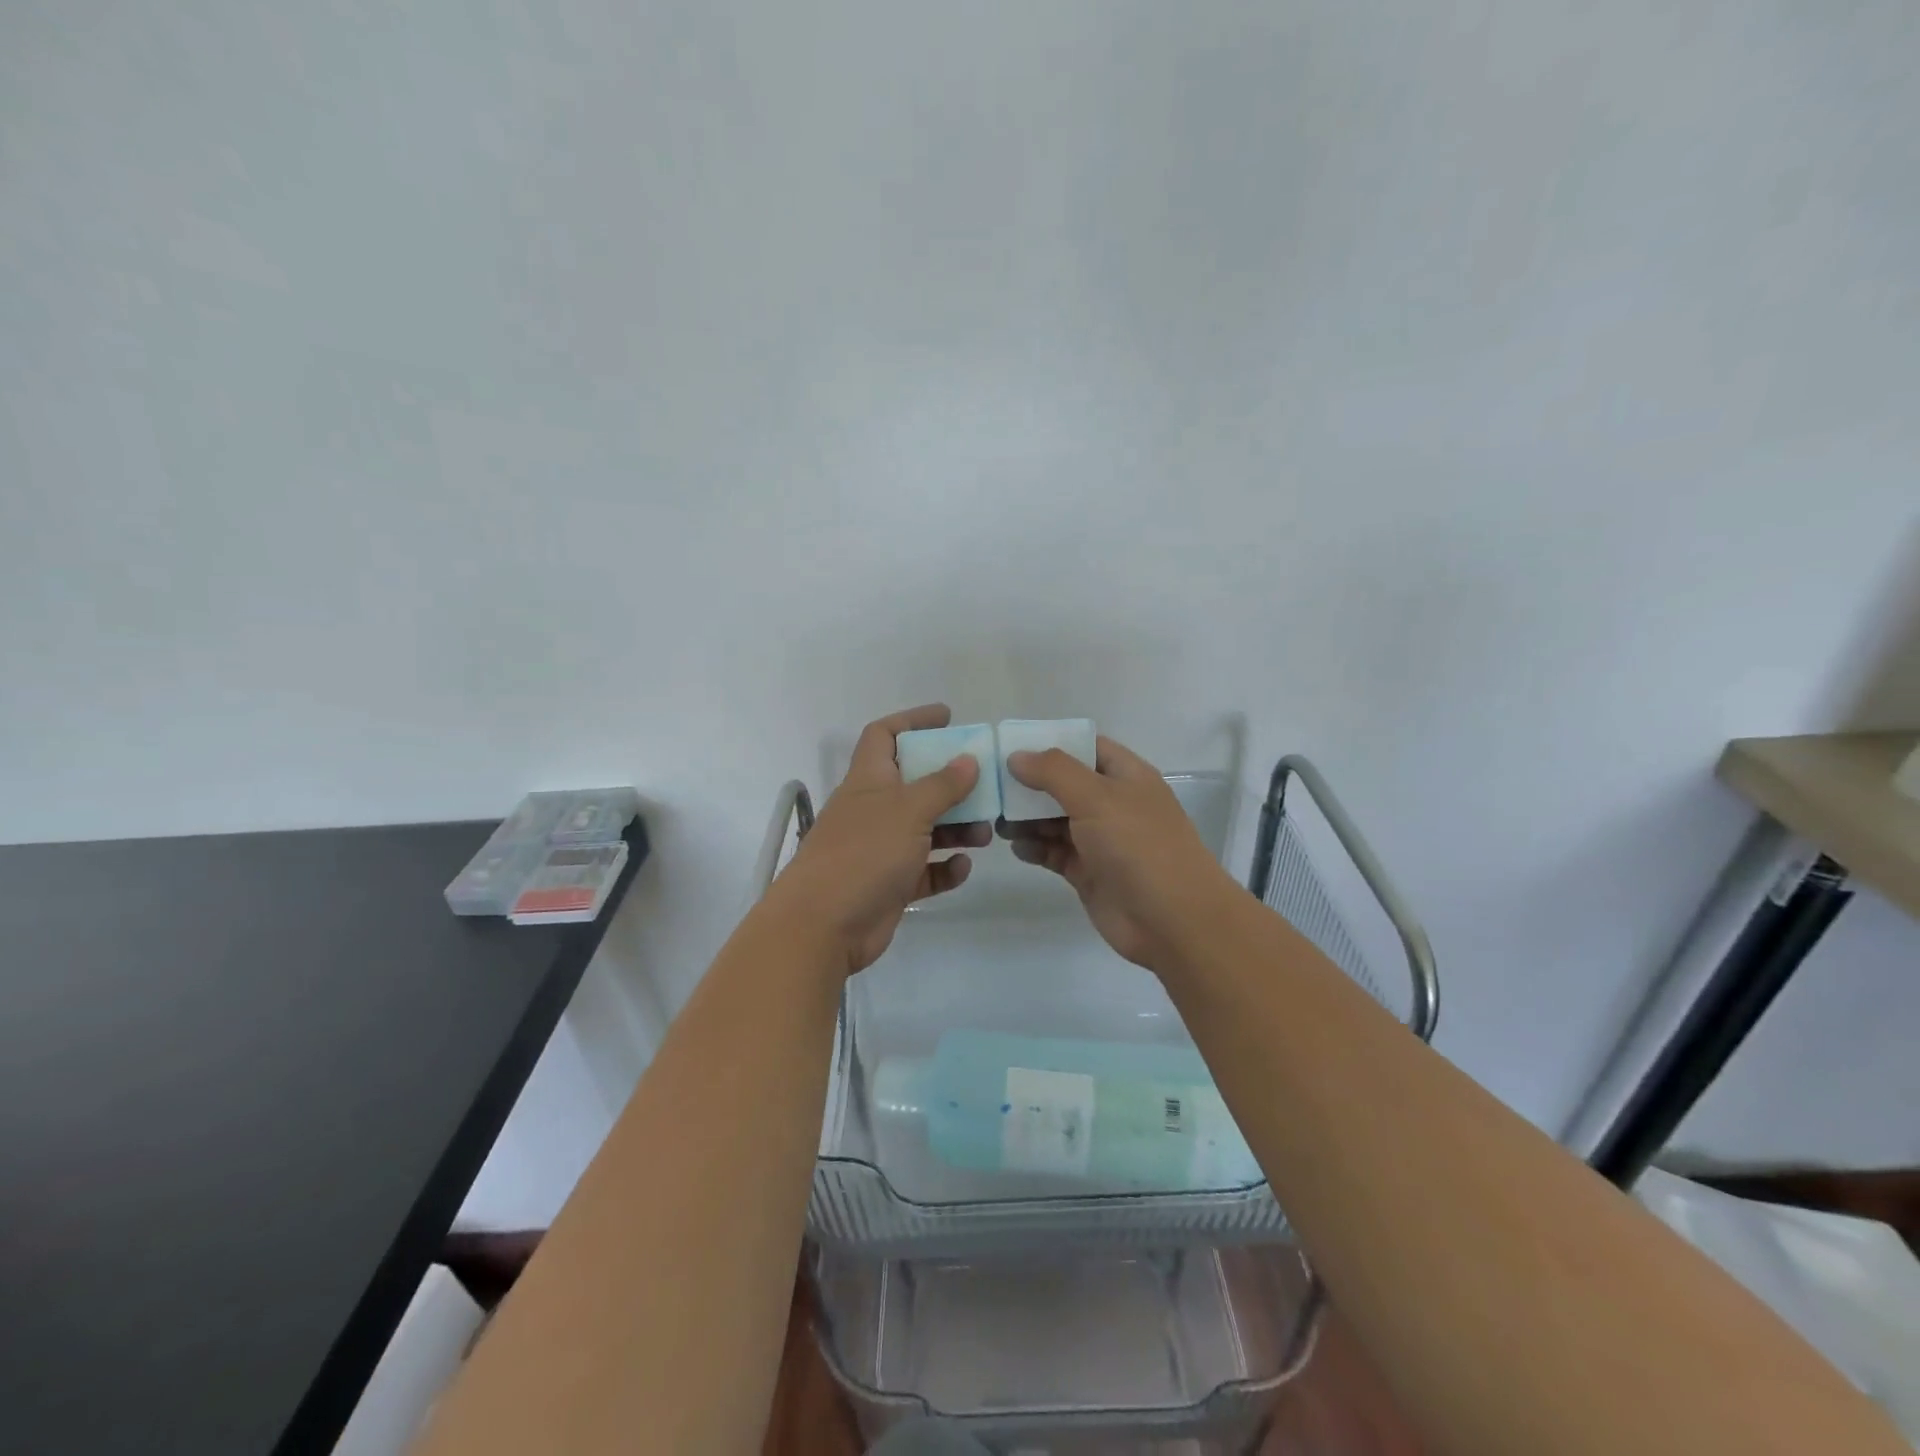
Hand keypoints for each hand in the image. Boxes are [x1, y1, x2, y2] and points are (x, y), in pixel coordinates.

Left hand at [764, 705, 992, 975]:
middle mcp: (873, 809)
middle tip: (985, 787)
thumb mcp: (909, 810)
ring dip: (956, 828)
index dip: (913, 720)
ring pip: (925, 829)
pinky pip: (924, 870)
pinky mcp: (889, 884)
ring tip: (985, 834)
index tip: (947, 717)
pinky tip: (962, 868)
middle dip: (951, 784)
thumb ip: (942, 784)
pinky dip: (944, 867)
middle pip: (915, 784)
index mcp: (869, 779)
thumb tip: (968, 759)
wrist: (823, 925)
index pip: (884, 735)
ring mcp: (880, 848)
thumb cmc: (864, 852)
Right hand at [998, 735, 1243, 972]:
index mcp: (1125, 776)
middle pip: (1064, 785)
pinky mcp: (1089, 873)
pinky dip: (1035, 848)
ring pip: (1055, 820)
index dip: (1050, 744)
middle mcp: (1113, 804)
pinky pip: (1055, 852)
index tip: (1010, 747)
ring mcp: (1101, 840)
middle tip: (990, 787)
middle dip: (1029, 785)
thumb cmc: (1138, 846)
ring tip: (996, 821)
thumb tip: (1017, 756)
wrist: (1172, 921)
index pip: (1085, 747)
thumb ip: (1054, 772)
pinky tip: (1017, 847)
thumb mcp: (1096, 797)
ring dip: (1027, 818)